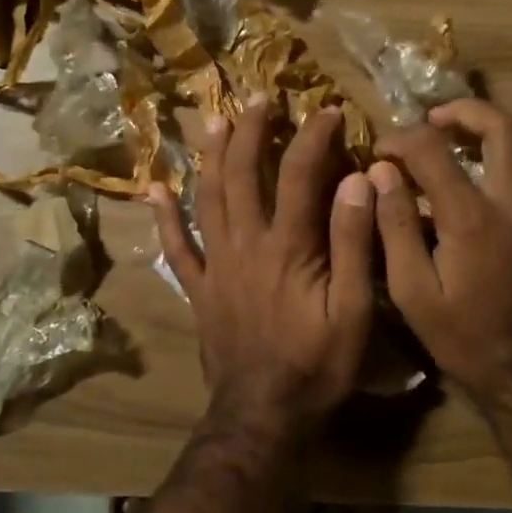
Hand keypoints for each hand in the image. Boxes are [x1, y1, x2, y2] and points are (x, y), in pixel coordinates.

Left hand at [151, 97, 375, 439]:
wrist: (264, 414)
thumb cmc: (318, 365)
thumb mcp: (354, 309)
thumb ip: (354, 243)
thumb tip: (357, 181)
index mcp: (289, 247)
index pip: (301, 175)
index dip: (314, 137)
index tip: (327, 110)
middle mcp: (246, 245)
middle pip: (243, 174)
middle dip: (251, 131)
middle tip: (257, 98)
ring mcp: (216, 266)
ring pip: (207, 199)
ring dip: (211, 156)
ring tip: (213, 120)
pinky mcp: (199, 290)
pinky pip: (176, 248)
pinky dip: (164, 218)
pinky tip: (154, 189)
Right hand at [369, 101, 511, 414]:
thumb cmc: (462, 338)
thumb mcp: (411, 291)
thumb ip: (394, 226)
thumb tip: (381, 174)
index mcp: (472, 217)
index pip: (432, 150)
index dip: (401, 140)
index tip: (379, 151)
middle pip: (503, 127)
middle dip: (465, 112)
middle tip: (436, 121)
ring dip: (501, 135)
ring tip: (471, 144)